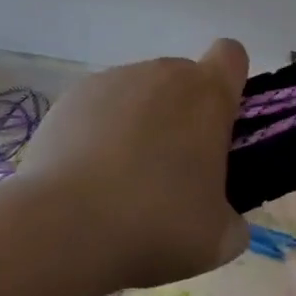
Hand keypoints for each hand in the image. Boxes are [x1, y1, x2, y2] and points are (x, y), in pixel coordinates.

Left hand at [16, 40, 250, 290]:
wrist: (64, 227)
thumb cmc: (157, 224)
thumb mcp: (218, 239)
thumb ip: (230, 216)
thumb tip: (219, 217)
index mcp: (208, 94)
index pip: (231, 56)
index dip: (230, 83)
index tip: (220, 124)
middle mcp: (162, 74)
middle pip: (182, 80)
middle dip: (181, 116)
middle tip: (171, 173)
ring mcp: (112, 80)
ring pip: (138, 94)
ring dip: (139, 124)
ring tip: (120, 183)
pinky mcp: (71, 97)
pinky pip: (98, 108)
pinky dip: (98, 133)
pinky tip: (86, 178)